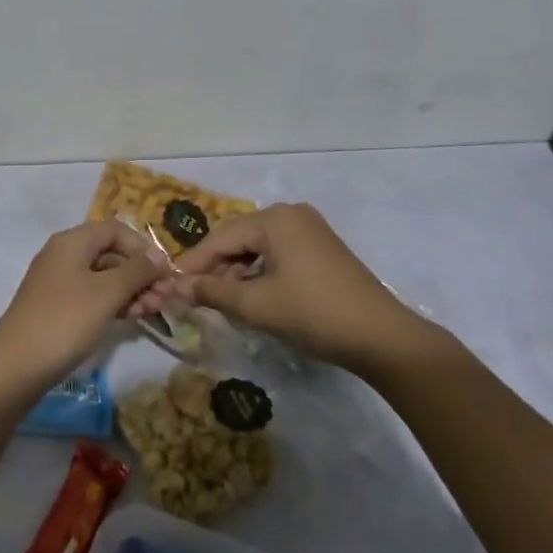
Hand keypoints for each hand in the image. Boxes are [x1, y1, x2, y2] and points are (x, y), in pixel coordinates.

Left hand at [0, 221, 170, 396]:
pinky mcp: (58, 308)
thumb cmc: (65, 320)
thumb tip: (160, 257)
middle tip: (164, 299)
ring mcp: (59, 283)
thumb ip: (137, 271)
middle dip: (140, 273)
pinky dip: (114, 303)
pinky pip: (93, 296)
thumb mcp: (107, 292)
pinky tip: (131, 318)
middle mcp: (64, 255)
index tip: (164, 272)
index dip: (143, 247)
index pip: (116, 230)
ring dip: (131, 290)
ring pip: (104, 277)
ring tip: (152, 312)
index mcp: (72, 241)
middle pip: (111, 253)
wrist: (15, 367)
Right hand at [173, 204, 433, 374]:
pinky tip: (251, 296)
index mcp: (275, 219)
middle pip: (239, 238)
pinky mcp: (321, 248)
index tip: (170, 286)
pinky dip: (260, 273)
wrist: (382, 337)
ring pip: (258, 247)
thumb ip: (213, 293)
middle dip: (215, 267)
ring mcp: (309, 230)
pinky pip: (278, 253)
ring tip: (220, 300)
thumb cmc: (314, 314)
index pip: (220, 237)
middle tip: (193, 296)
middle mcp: (291, 214)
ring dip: (237, 273)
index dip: (193, 263)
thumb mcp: (257, 305)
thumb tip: (176, 288)